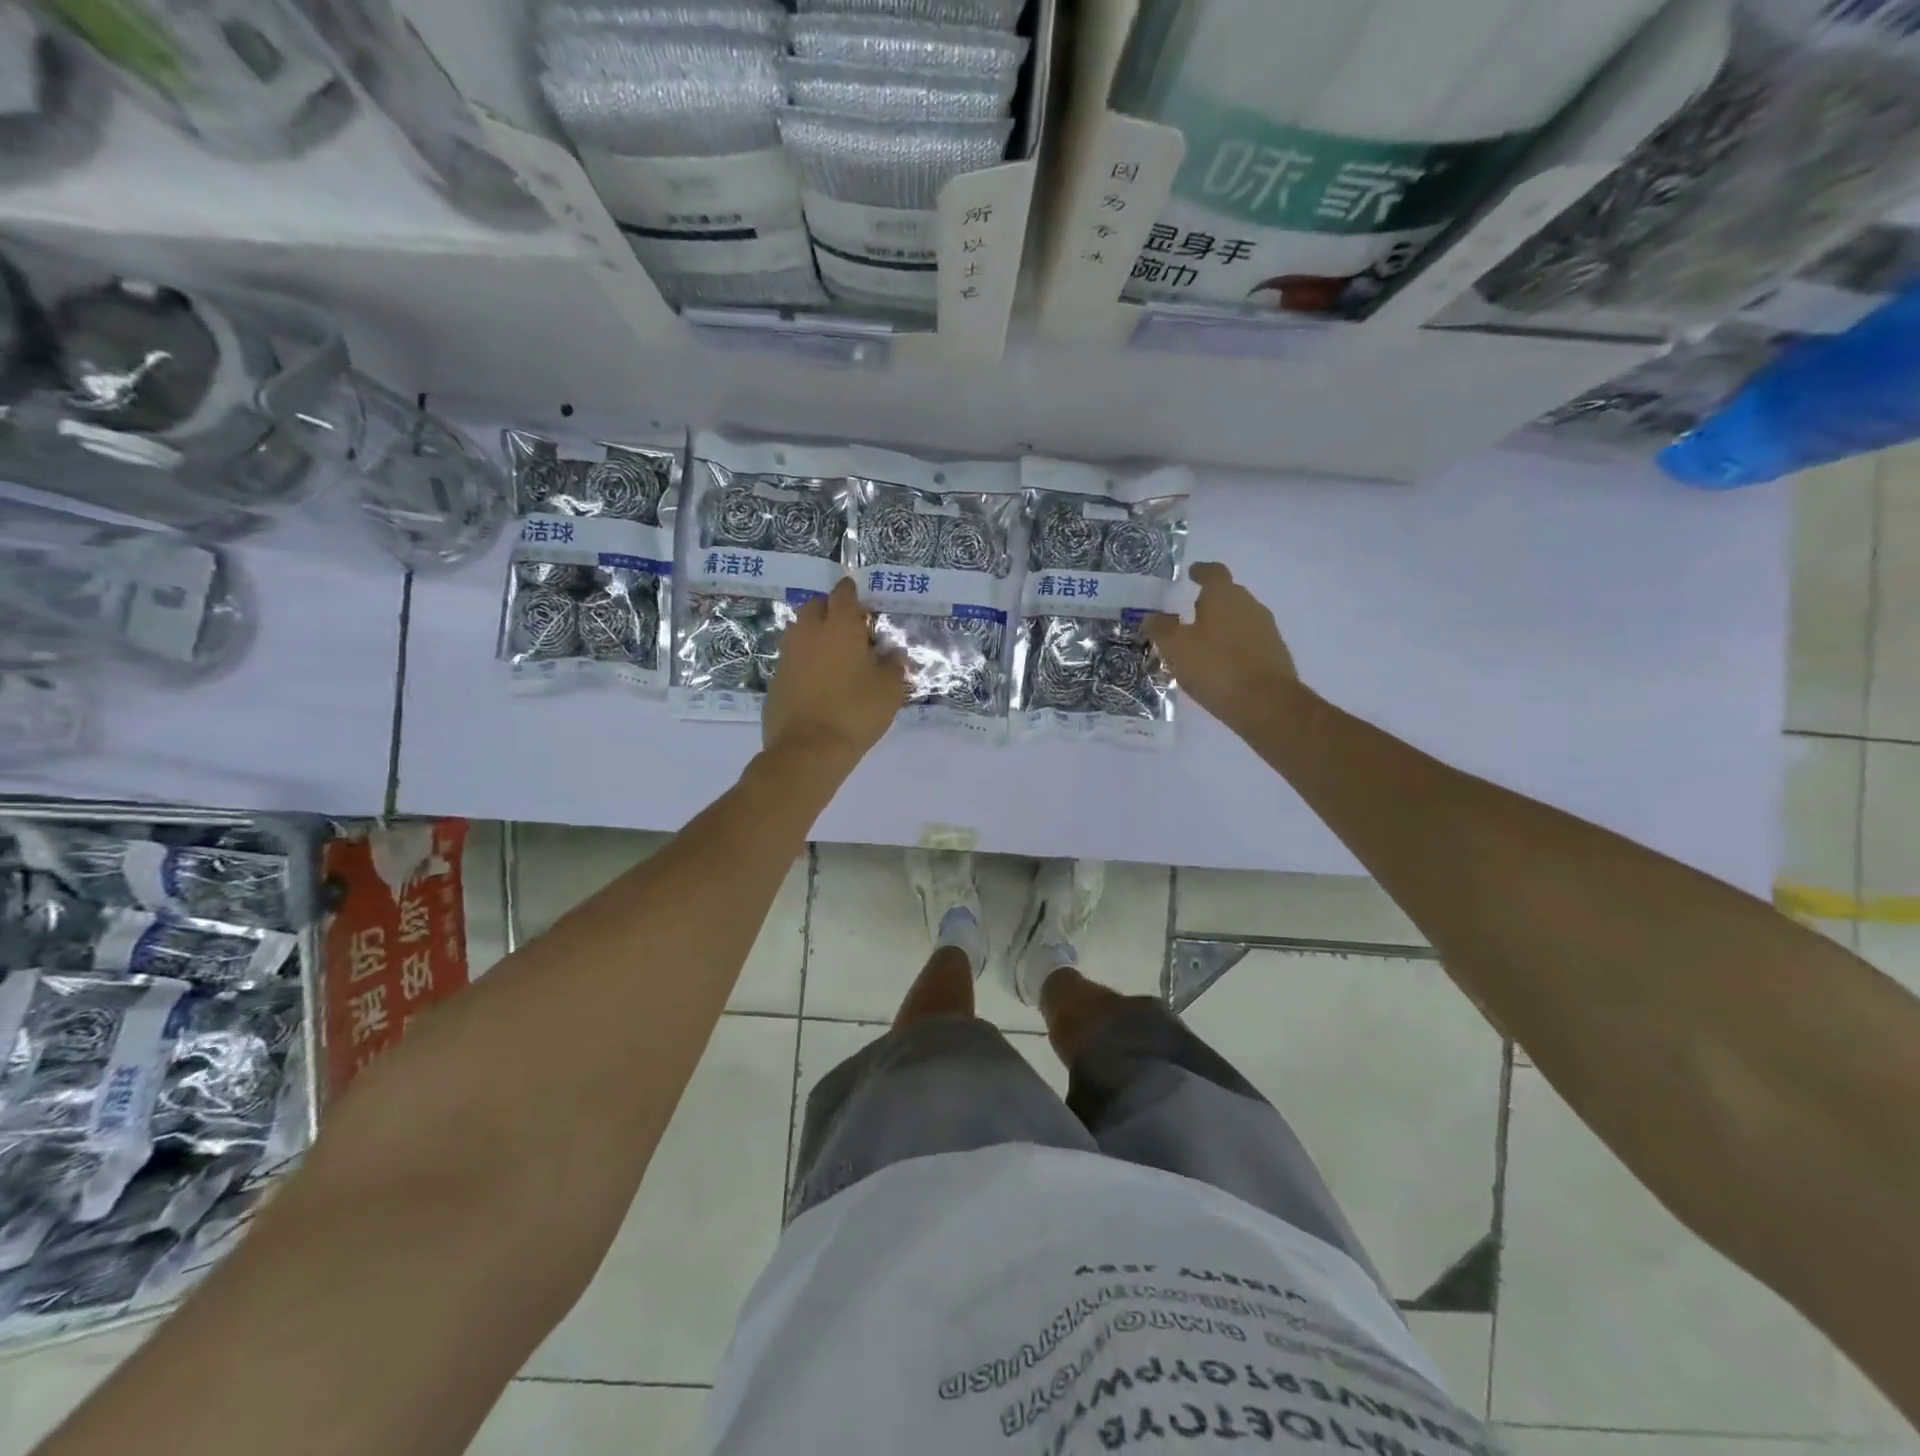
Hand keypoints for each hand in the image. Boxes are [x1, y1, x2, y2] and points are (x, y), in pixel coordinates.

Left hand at [762, 578, 906, 765]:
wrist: (807, 751)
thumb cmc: (855, 714)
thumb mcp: (889, 691)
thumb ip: (894, 665)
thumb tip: (893, 652)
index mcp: (839, 627)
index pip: (843, 594)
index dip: (853, 594)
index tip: (863, 604)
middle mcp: (808, 633)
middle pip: (816, 606)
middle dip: (831, 611)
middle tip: (851, 630)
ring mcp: (787, 655)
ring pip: (800, 631)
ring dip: (816, 634)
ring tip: (835, 656)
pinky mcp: (775, 679)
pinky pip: (792, 658)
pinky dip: (805, 661)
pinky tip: (819, 682)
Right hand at [1146, 562, 1298, 728]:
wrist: (1266, 703)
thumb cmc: (1215, 667)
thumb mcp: (1175, 648)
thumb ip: (1160, 629)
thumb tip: (1151, 617)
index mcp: (1224, 596)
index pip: (1213, 572)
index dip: (1201, 571)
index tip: (1192, 573)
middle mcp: (1249, 605)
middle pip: (1228, 595)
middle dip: (1209, 602)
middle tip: (1188, 615)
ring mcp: (1266, 630)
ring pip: (1239, 619)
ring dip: (1221, 626)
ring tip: (1201, 644)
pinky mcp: (1275, 654)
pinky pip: (1248, 642)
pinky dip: (1233, 646)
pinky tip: (1220, 664)